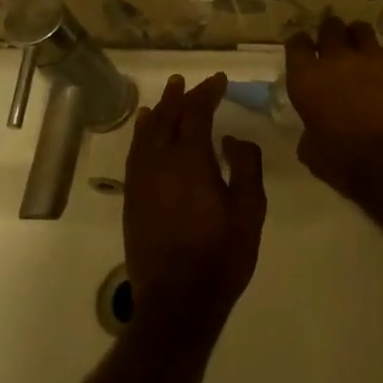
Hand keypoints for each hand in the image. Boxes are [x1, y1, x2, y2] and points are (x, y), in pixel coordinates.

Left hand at [123, 73, 266, 332]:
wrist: (178, 301)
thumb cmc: (221, 255)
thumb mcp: (249, 210)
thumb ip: (245, 166)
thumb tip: (233, 139)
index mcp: (191, 161)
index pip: (196, 113)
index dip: (207, 93)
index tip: (219, 81)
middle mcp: (161, 163)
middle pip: (167, 118)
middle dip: (180, 97)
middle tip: (190, 82)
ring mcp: (142, 181)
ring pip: (146, 133)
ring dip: (158, 111)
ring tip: (166, 95)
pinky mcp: (132, 198)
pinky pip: (134, 154)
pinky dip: (140, 134)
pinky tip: (143, 129)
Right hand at [285, 18, 382, 193]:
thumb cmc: (346, 163)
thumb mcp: (312, 152)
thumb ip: (310, 130)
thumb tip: (314, 129)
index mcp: (307, 78)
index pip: (297, 44)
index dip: (300, 45)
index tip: (304, 51)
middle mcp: (338, 59)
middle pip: (330, 28)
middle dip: (330, 35)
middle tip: (333, 48)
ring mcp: (373, 57)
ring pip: (361, 31)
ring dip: (357, 38)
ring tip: (360, 53)